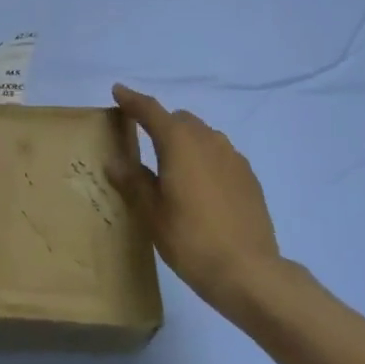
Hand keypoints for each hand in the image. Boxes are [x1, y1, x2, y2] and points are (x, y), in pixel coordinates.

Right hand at [108, 84, 281, 315]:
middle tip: (144, 141)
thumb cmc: (190, 239)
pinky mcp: (249, 177)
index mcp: (179, 142)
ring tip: (172, 168)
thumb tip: (115, 161)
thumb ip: (133, 181)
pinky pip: (220, 155)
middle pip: (179, 119)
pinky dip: (205, 159)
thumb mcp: (151, 212)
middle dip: (160, 123)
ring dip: (185, 141)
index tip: (118, 91)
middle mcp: (208, 140)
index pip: (150, 110)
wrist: (249, 272)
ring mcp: (233, 158)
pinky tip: (200, 187)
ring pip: (203, 135)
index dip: (132, 100)